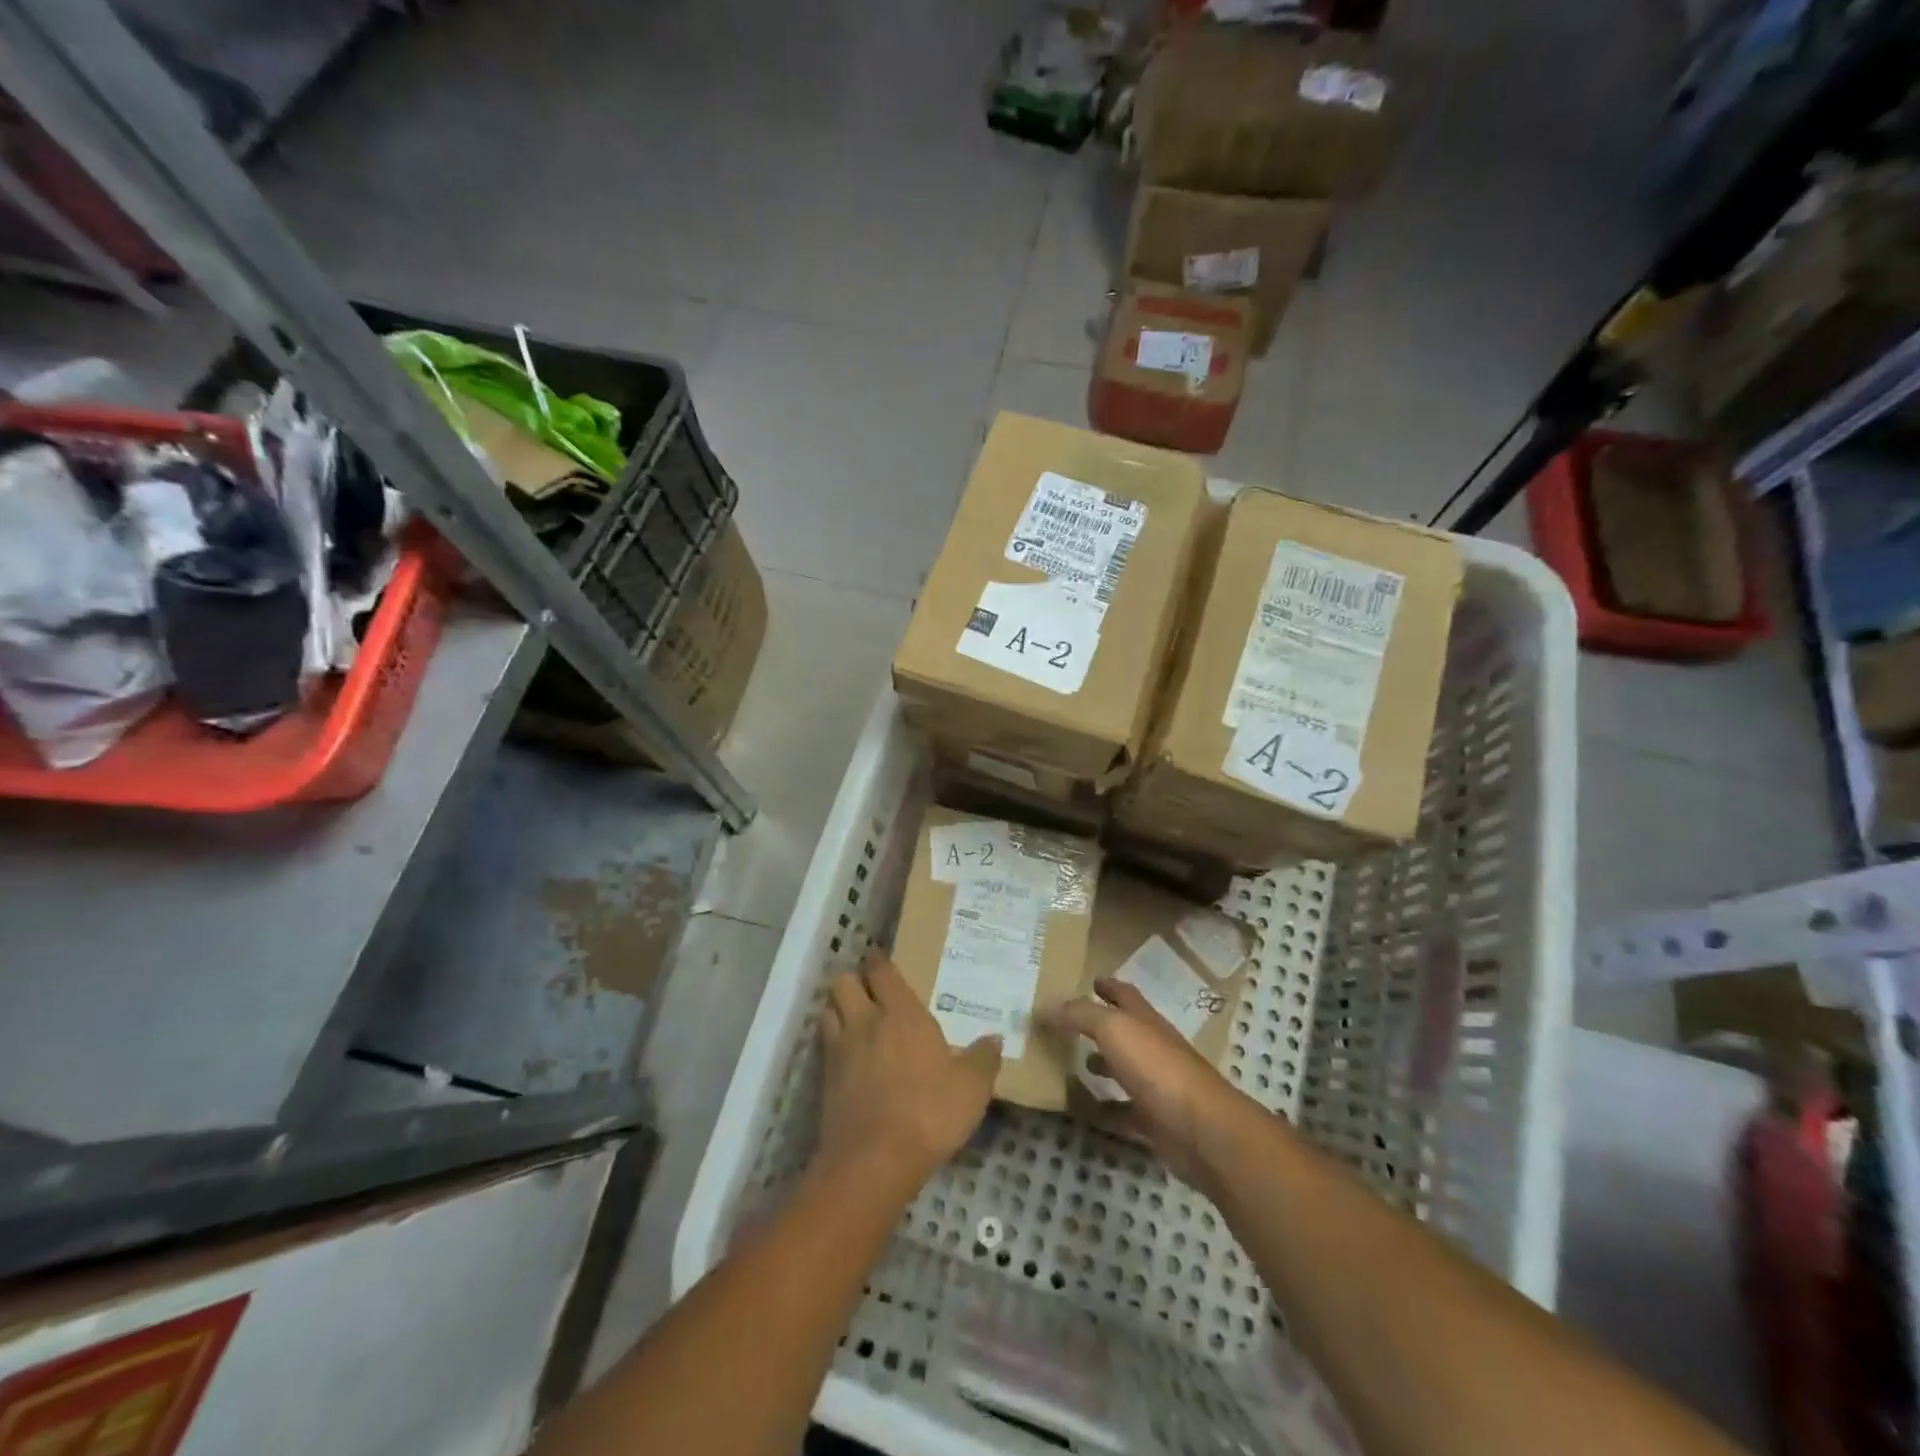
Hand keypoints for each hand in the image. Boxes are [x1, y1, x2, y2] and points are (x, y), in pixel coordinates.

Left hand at [814, 951, 1001, 1198]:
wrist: (874, 1162)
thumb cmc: (928, 1114)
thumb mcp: (971, 1089)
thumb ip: (983, 1059)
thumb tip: (995, 1038)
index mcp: (902, 1014)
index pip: (882, 971)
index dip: (879, 961)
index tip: (882, 958)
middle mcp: (866, 1022)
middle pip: (844, 982)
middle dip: (853, 979)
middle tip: (869, 989)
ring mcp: (841, 1050)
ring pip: (828, 1009)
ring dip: (838, 1007)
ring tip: (854, 1016)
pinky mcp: (825, 1080)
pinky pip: (824, 1045)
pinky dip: (832, 1041)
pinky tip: (847, 1054)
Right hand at [1048, 977, 1259, 1188]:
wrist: (1201, 1130)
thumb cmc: (1157, 1068)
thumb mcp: (1114, 1029)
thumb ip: (1081, 1015)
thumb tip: (1049, 1006)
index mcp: (1145, 1020)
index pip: (1125, 994)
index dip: (1108, 986)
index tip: (1091, 980)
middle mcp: (1153, 1048)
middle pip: (1125, 1031)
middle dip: (1102, 1025)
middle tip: (1070, 1025)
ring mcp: (1157, 1085)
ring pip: (1125, 1069)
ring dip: (1104, 1064)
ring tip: (1076, 1064)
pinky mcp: (1156, 1120)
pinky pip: (1125, 1111)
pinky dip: (1107, 1109)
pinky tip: (1086, 1111)